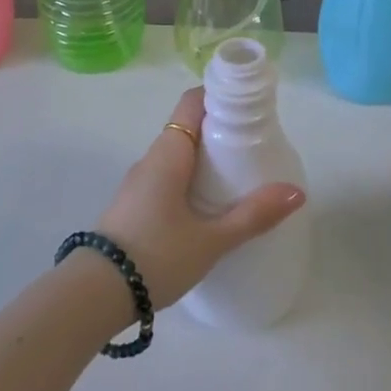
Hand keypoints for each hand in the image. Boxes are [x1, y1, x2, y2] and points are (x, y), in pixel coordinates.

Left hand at [95, 88, 304, 308]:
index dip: (221, 95)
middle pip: (189, 127)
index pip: (192, 102)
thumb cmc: (155, 256)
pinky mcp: (133, 206)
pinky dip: (190, 179)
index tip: (250, 106)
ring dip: (206, 158)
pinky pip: (167, 178)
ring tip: (239, 177)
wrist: (93, 295)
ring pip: (177, 155)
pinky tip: (208, 206)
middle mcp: (151, 159)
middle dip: (221, 131)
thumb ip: (253, 215)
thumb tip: (297, 192)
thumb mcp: (211, 239)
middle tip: (256, 146)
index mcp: (168, 152)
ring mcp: (138, 183)